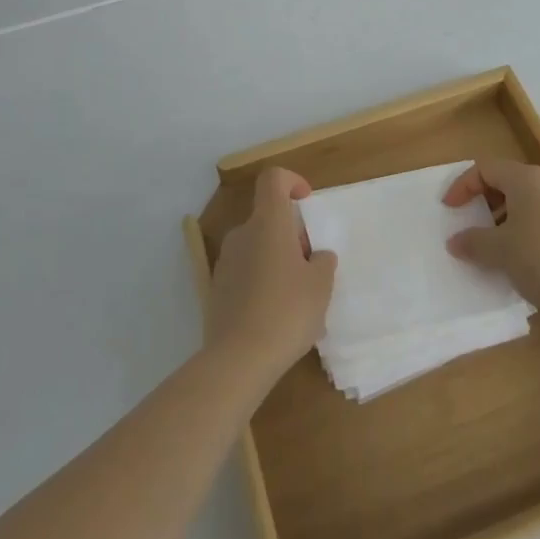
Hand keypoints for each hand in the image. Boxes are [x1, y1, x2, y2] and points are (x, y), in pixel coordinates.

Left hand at [206, 167, 337, 384]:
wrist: (238, 358)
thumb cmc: (287, 311)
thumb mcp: (320, 286)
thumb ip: (322, 262)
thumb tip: (316, 256)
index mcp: (268, 223)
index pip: (273, 179)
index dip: (292, 182)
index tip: (306, 204)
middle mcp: (242, 234)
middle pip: (268, 218)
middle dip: (291, 235)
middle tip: (310, 268)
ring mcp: (226, 261)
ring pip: (257, 246)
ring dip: (277, 260)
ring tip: (296, 297)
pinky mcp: (217, 288)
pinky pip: (245, 272)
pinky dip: (261, 281)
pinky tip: (274, 315)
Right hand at [443, 160, 539, 317]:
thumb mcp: (500, 252)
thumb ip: (473, 242)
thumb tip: (455, 241)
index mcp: (527, 179)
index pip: (486, 168)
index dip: (463, 185)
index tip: (449, 210)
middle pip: (508, 182)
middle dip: (485, 203)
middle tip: (471, 226)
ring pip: (529, 203)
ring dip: (506, 220)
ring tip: (495, 248)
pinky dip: (527, 232)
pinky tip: (525, 261)